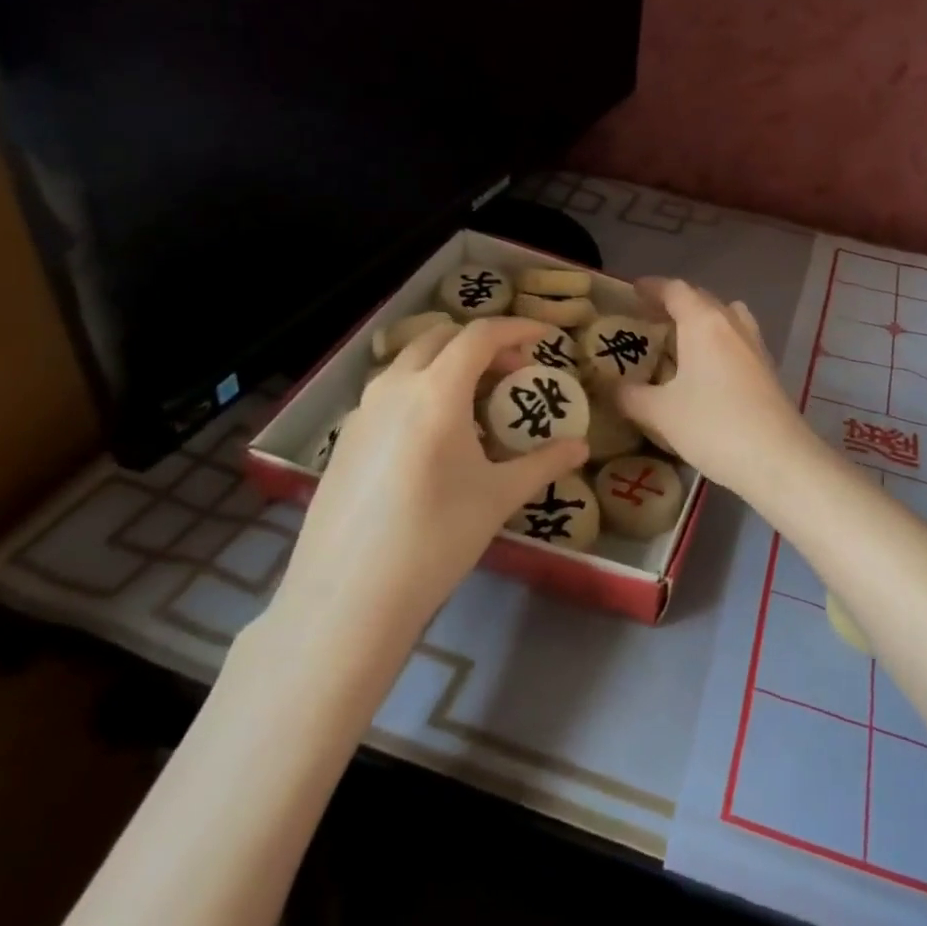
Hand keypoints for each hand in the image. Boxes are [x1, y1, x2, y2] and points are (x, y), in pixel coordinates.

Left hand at [265, 318, 587, 658]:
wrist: (349, 597)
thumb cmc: (436, 538)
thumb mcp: (498, 497)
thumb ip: (543, 463)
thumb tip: (581, 448)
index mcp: (436, 391)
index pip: (479, 336)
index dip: (516, 329)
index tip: (543, 336)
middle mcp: (394, 388)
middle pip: (440, 339)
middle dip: (481, 344)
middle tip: (512, 371)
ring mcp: (362, 412)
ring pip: (409, 364)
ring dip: (447, 366)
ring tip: (475, 404)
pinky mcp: (345, 439)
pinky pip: (389, 394)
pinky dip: (420, 392)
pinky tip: (435, 439)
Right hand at [617, 278, 810, 492]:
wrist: (778, 459)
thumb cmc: (713, 426)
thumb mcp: (660, 413)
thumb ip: (630, 396)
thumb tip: (610, 388)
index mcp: (704, 323)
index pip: (676, 290)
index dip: (653, 287)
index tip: (633, 290)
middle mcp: (732, 325)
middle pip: (703, 299)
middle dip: (676, 303)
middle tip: (650, 317)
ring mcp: (755, 346)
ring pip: (727, 317)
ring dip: (703, 319)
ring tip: (682, 339)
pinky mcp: (768, 369)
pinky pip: (738, 340)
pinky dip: (720, 341)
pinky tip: (707, 369)